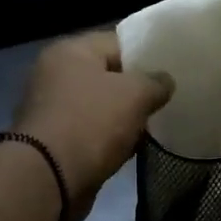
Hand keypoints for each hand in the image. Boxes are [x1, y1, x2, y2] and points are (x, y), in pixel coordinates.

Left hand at [13, 30, 173, 220]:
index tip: (172, 70)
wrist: (48, 178)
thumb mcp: (134, 95)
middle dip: (136, 90)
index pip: (117, 42)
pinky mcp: (54, 142)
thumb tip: (164, 82)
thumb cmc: (90, 123)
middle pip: (107, 76)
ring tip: (153, 127)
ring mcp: (52, 110)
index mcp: (70, 51)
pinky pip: (90, 134)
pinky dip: (109, 140)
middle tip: (166, 101)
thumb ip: (155, 82)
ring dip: (123, 119)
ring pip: (99, 108)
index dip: (147, 54)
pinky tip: (131, 150)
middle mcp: (55, 75)